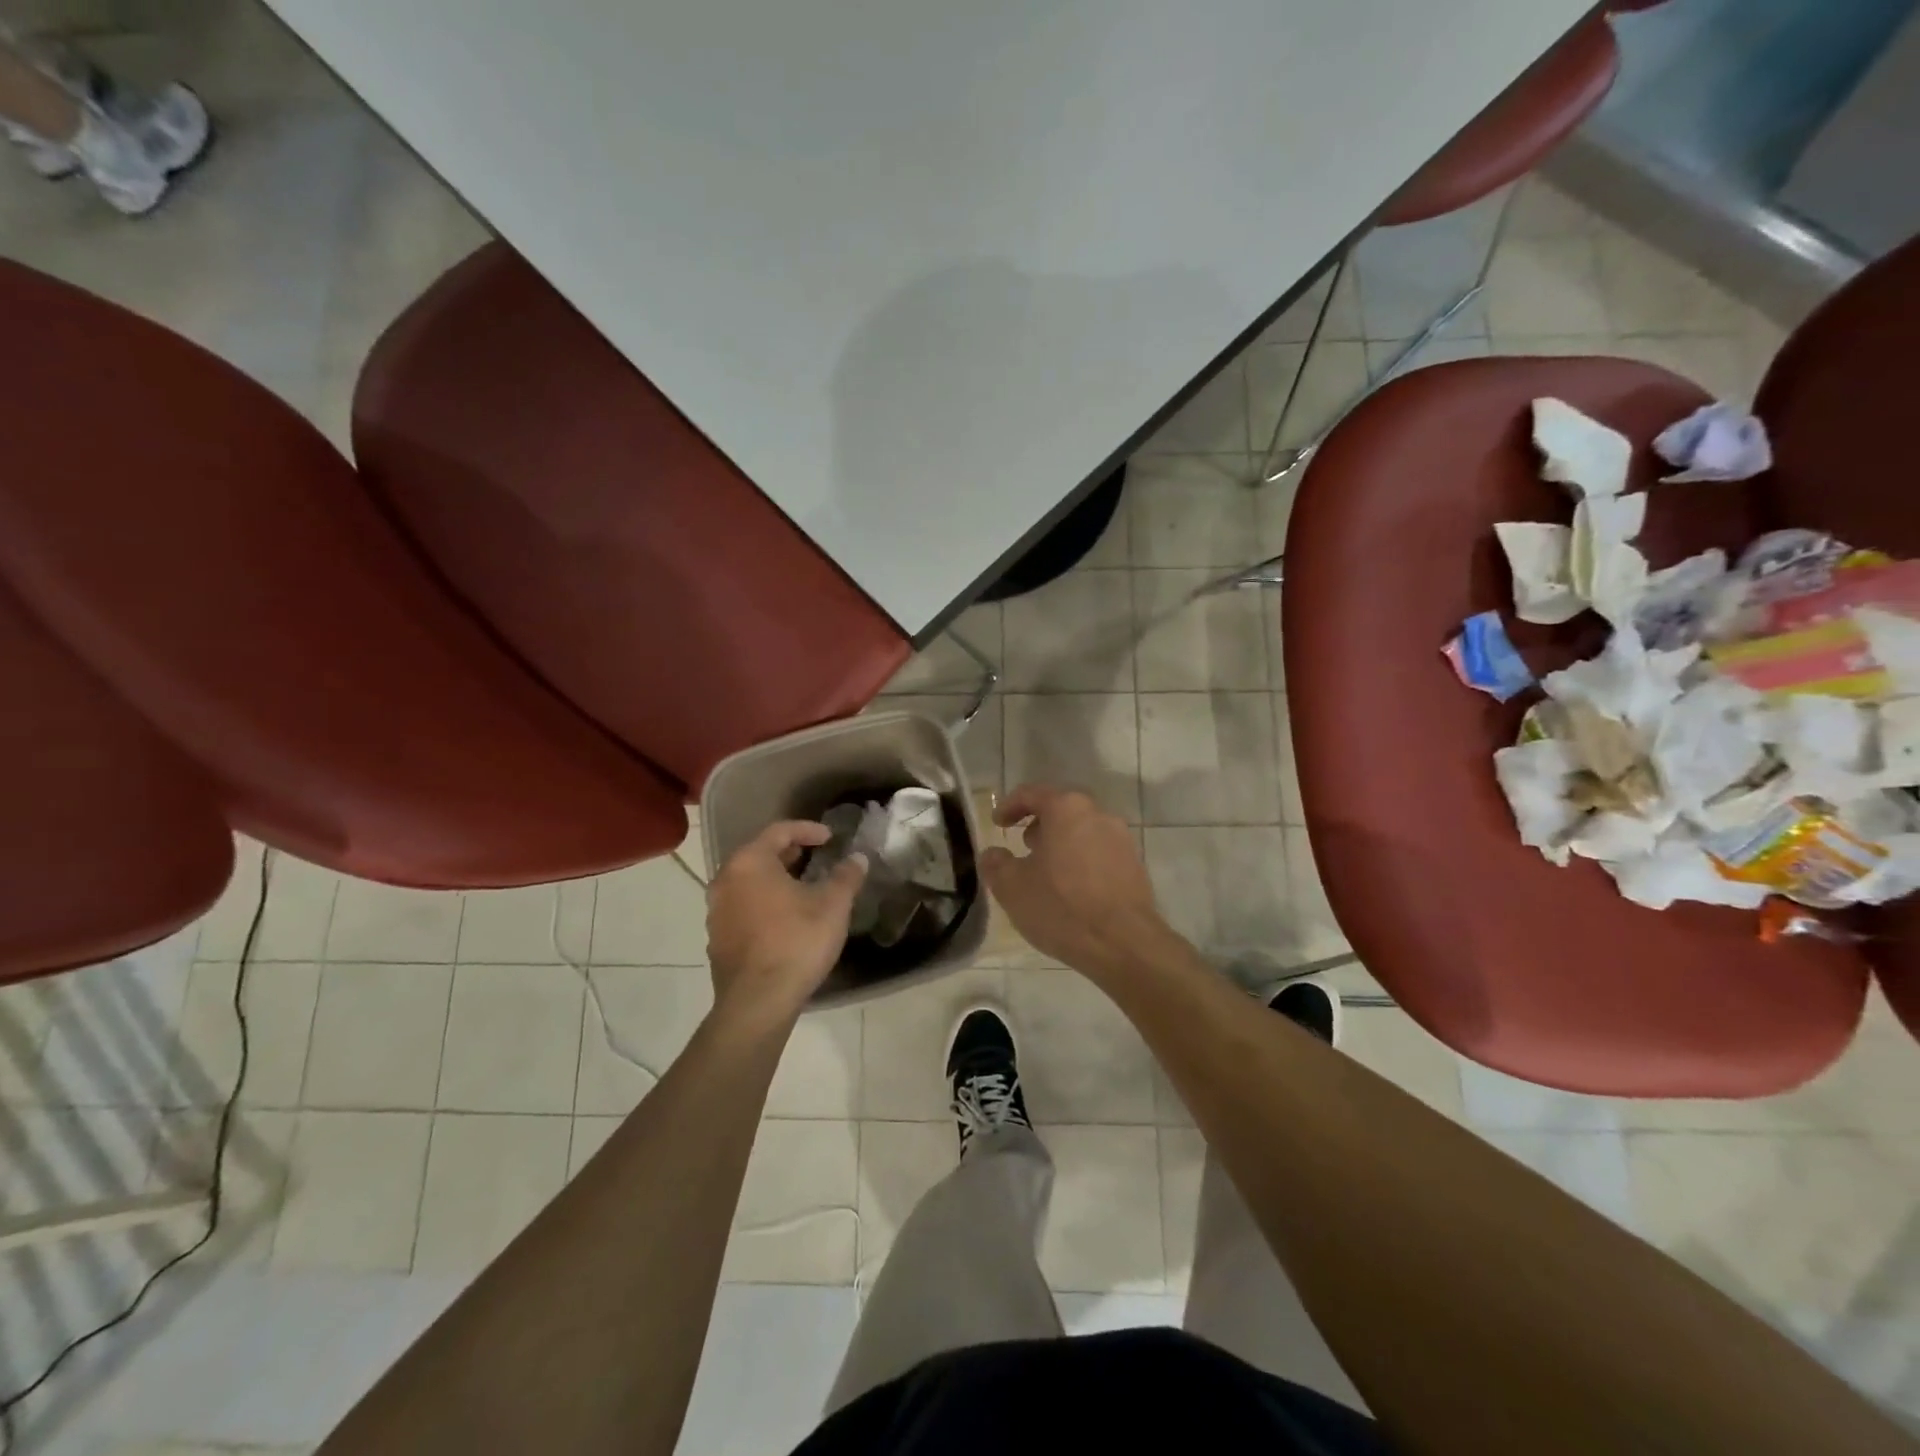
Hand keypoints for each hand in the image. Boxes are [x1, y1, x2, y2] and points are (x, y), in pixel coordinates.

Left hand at [707, 821, 866, 1025]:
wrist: (758, 1002)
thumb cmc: (796, 942)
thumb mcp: (833, 905)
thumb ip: (846, 876)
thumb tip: (857, 858)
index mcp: (750, 863)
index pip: (779, 831)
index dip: (808, 829)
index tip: (830, 837)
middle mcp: (725, 881)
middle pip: (760, 855)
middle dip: (790, 853)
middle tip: (817, 857)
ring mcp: (716, 912)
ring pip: (749, 883)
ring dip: (776, 880)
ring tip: (803, 888)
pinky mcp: (717, 939)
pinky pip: (743, 908)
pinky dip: (764, 903)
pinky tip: (786, 919)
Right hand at [980, 784, 1172, 977]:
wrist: (1124, 944)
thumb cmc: (1062, 907)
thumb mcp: (1012, 887)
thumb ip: (996, 864)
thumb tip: (993, 855)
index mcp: (1066, 808)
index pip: (1032, 794)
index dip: (1009, 806)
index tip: (998, 824)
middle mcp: (1098, 814)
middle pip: (1061, 810)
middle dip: (1039, 825)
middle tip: (1023, 847)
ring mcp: (1122, 839)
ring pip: (1083, 831)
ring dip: (1062, 844)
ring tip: (1046, 872)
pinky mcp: (1135, 865)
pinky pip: (1100, 853)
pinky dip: (1081, 861)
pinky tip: (1072, 890)